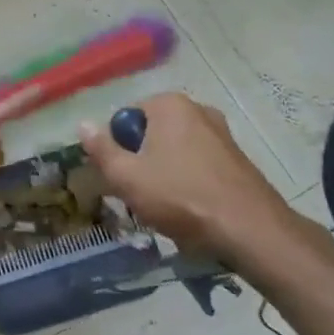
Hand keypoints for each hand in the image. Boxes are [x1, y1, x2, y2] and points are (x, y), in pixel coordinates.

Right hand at [79, 94, 310, 273]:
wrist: (250, 230)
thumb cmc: (180, 196)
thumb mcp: (126, 176)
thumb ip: (101, 149)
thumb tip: (83, 125)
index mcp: (169, 104)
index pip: (125, 119)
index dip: (117, 148)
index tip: (121, 176)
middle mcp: (198, 109)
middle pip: (151, 134)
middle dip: (141, 161)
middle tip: (139, 193)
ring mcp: (223, 134)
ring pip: (175, 152)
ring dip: (164, 174)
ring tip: (165, 206)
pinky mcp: (238, 159)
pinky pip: (199, 165)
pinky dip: (189, 182)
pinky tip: (191, 209)